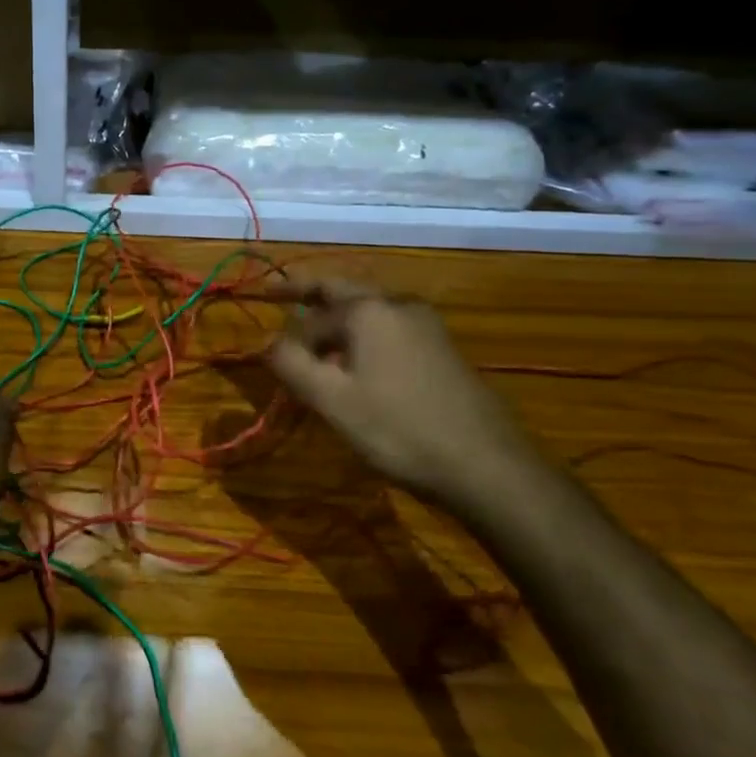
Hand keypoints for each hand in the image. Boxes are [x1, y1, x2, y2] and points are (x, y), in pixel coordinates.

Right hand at [264, 279, 539, 515]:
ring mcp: (427, 325)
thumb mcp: (332, 400)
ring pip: (368, 312)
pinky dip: (364, 337)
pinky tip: (361, 368)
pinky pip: (390, 331)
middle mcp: (398, 305)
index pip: (311, 317)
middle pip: (342, 291)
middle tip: (276, 295)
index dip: (289, 341)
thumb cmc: (399, 429)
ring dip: (338, 321)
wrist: (487, 465)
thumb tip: (268, 342)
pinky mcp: (444, 350)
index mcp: (368, 310)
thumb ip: (291, 364)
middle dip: (307, 294)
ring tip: (318, 346)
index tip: (272, 362)